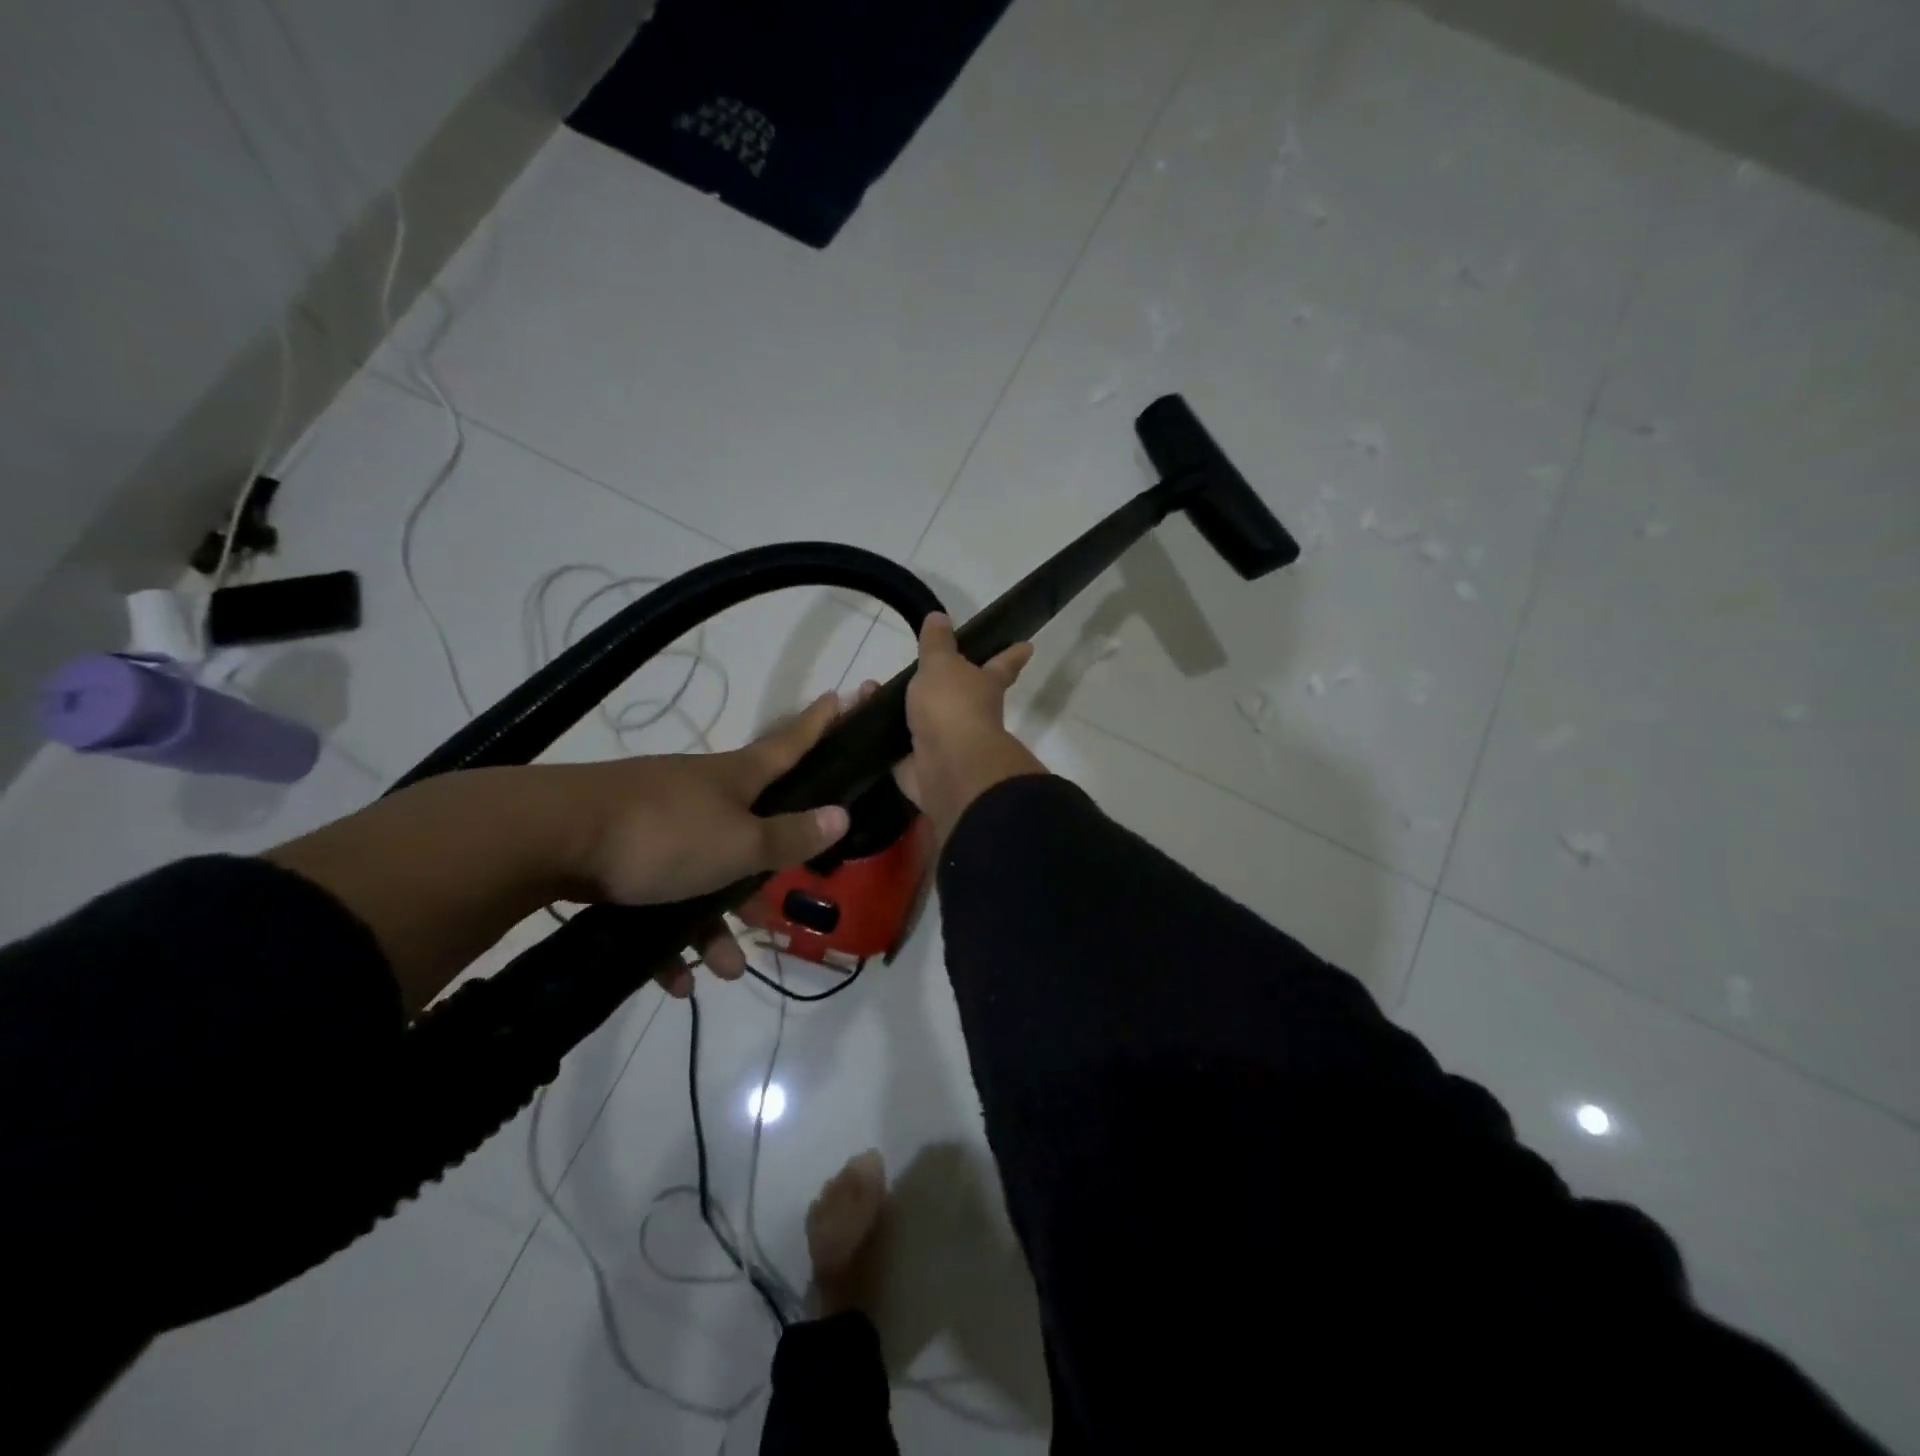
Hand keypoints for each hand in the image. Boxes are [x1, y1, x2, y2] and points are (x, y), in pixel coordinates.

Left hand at [564, 692, 852, 996]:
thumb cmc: (663, 836)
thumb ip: (790, 836)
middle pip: (750, 829)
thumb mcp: (739, 844)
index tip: (842, 695)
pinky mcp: (621, 850)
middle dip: (764, 872)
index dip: (820, 724)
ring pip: (704, 872)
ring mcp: (659, 820)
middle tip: (776, 910)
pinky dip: (670, 935)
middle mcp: (701, 793)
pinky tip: (674, 978)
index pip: (791, 745)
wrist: (548, 838)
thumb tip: (841, 815)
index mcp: (736, 779)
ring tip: (726, 969)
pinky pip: (661, 894)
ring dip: (717, 923)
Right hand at [890, 613, 1044, 842]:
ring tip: (867, 688)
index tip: (1027, 646)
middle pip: (959, 695)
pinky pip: (896, 744)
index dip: (1012, 655)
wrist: (946, 765)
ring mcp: (945, 742)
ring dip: (895, 705)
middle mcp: (970, 715)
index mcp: (985, 686)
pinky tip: (859, 714)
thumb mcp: (941, 665)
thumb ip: (937, 643)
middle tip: (917, 670)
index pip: (1002, 665)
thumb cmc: (953, 706)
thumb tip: (940, 616)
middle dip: (939, 685)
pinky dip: (878, 730)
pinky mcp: (920, 765)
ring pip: (920, 719)